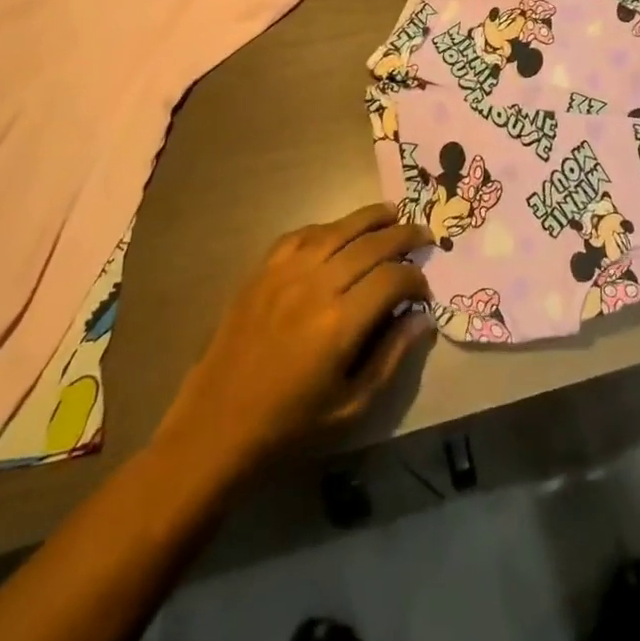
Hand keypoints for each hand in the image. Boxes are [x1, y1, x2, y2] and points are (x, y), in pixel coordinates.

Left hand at [157, 204, 433, 479]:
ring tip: (392, 213)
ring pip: (337, 229)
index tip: (423, 290)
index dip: (415, 278)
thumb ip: (393, 357)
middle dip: (403, 235)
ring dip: (369, 218)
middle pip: (370, 244)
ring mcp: (285, 273)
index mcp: (340, 324)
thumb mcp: (352, 407)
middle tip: (423, 235)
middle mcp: (315, 286)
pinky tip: (340, 230)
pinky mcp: (261, 271)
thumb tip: (423, 318)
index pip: (393, 278)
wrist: (216, 427)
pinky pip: (301, 234)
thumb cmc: (290, 426)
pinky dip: (327, 227)